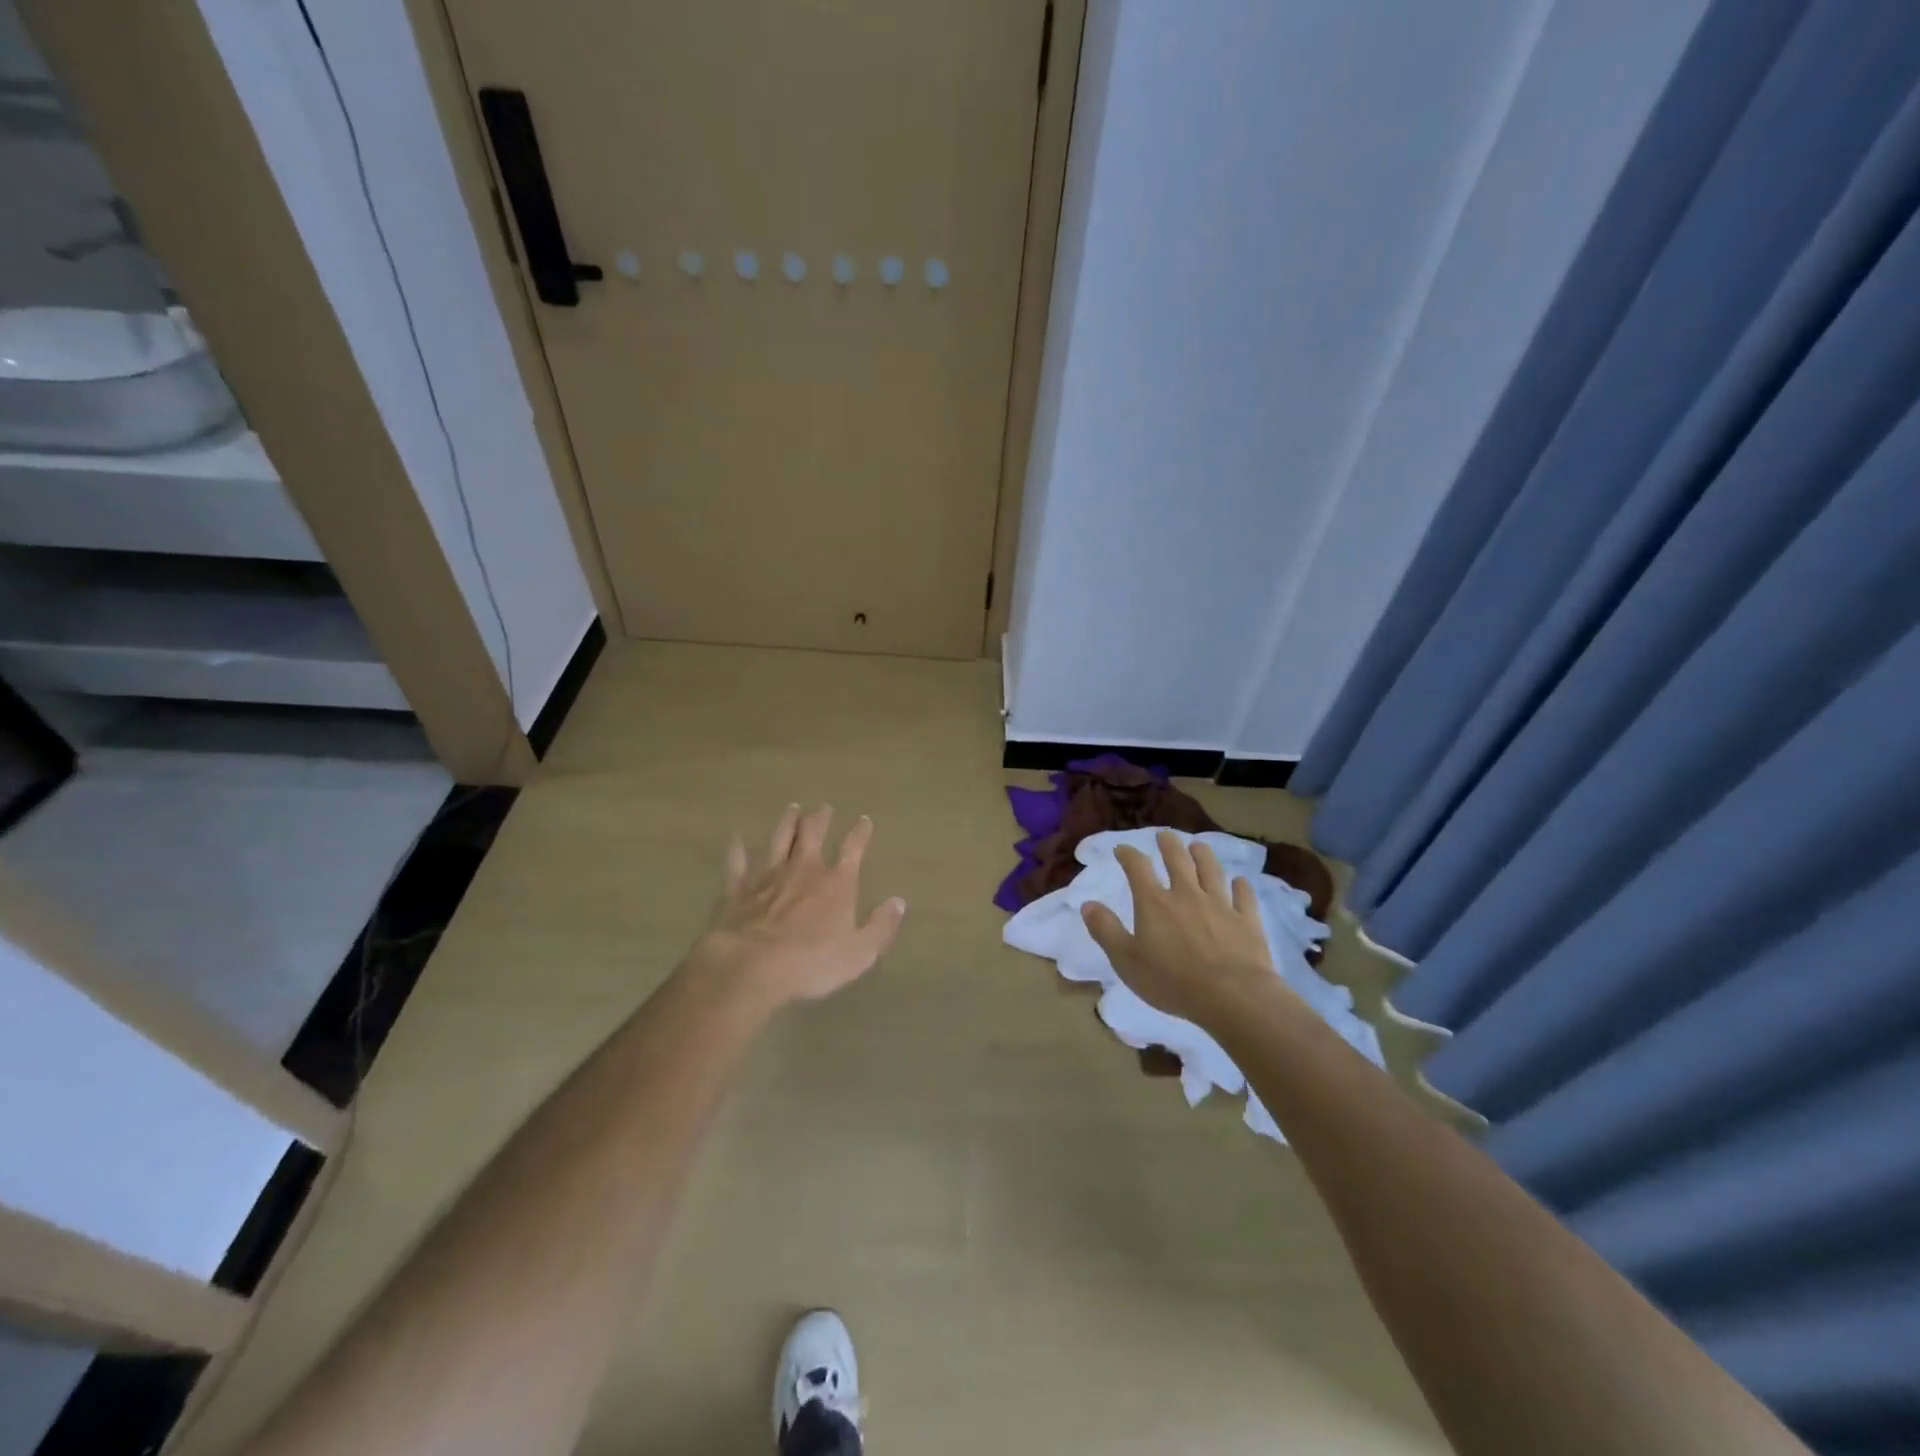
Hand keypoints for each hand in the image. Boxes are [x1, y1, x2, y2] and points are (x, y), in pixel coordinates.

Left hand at [690, 804, 906, 1008]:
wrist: (751, 966)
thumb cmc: (812, 962)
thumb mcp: (860, 952)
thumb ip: (881, 926)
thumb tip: (898, 901)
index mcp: (836, 883)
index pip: (852, 849)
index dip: (860, 833)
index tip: (864, 820)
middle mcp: (803, 869)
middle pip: (813, 835)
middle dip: (821, 819)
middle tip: (824, 807)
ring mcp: (768, 875)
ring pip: (780, 840)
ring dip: (787, 823)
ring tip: (792, 808)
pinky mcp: (738, 888)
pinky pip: (738, 862)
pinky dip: (738, 848)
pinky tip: (737, 837)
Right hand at [1081, 831, 1280, 1027]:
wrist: (1231, 996)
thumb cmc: (1171, 981)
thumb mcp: (1126, 960)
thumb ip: (1106, 930)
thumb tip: (1087, 904)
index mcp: (1155, 903)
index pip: (1138, 868)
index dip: (1128, 855)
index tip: (1122, 850)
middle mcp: (1187, 895)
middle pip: (1178, 860)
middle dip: (1169, 844)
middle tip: (1164, 835)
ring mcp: (1220, 905)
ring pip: (1211, 871)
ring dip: (1203, 856)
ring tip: (1198, 846)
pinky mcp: (1246, 921)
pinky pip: (1244, 897)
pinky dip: (1241, 887)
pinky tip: (1240, 882)